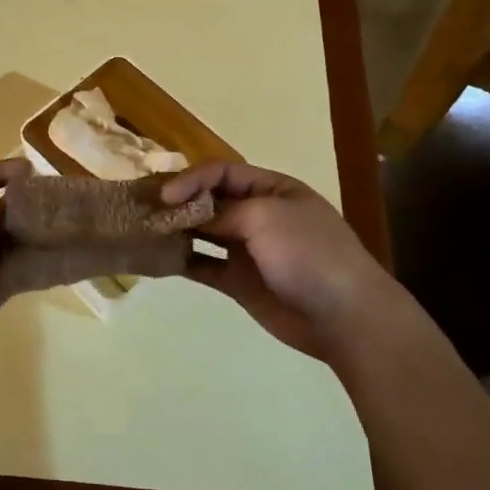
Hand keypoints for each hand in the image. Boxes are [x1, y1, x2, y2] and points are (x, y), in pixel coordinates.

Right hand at [162, 162, 398, 362]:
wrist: (345, 317)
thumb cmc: (309, 254)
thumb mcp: (266, 217)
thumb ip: (222, 212)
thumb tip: (188, 214)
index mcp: (272, 189)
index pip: (222, 172)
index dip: (192, 179)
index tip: (166, 196)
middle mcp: (258, 214)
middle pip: (210, 200)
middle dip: (179, 202)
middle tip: (144, 209)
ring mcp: (248, 249)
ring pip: (204, 233)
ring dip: (177, 230)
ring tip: (145, 231)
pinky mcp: (239, 282)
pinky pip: (204, 266)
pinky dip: (182, 262)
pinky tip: (159, 259)